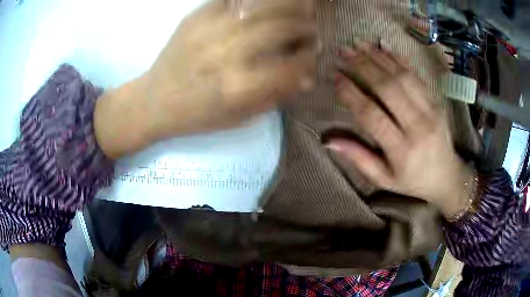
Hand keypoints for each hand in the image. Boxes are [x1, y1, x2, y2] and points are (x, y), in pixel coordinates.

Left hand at [95, 0, 316, 157]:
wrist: (154, 100)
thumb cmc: (197, 115)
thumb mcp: (238, 118)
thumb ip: (275, 96)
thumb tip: (307, 77)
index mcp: (238, 87)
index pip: (292, 65)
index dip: (309, 58)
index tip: (313, 55)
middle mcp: (226, 53)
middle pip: (281, 27)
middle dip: (305, 27)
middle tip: (310, 29)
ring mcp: (209, 30)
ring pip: (261, 6)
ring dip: (286, 7)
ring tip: (295, 10)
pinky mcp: (195, 17)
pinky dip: (254, 1)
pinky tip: (261, 7)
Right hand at [328, 44, 474, 217]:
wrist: (447, 176)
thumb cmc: (413, 181)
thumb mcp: (384, 179)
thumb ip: (359, 159)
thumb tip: (329, 140)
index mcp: (401, 150)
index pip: (371, 115)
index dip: (350, 92)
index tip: (334, 76)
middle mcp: (417, 126)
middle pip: (387, 88)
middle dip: (362, 66)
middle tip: (342, 51)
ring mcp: (430, 110)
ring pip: (401, 76)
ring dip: (378, 57)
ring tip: (358, 43)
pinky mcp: (437, 101)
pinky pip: (416, 75)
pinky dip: (398, 59)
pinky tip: (383, 46)